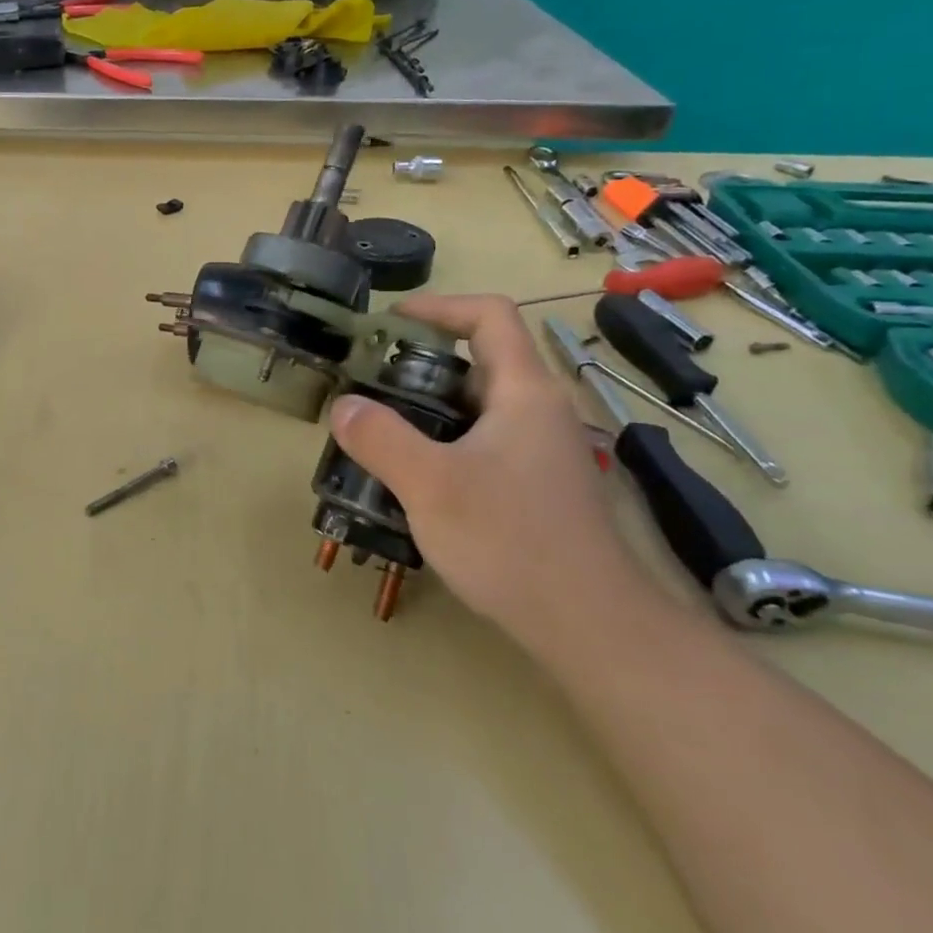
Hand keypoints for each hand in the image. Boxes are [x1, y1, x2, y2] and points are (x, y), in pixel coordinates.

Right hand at [330, 294, 653, 647]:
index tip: (390, 321)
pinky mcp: (535, 486)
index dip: (439, 306)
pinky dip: (442, 441)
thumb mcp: (431, 485)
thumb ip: (380, 438)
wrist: (589, 627)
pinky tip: (412, 477)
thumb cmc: (511, 542)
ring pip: (477, 407)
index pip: (490, 316)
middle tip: (369, 383)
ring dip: (427, 407)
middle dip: (420, 363)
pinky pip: (482, 442)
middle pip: (479, 361)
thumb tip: (343, 406)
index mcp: (524, 392)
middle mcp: (538, 411)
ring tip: (378, 430)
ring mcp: (540, 451)